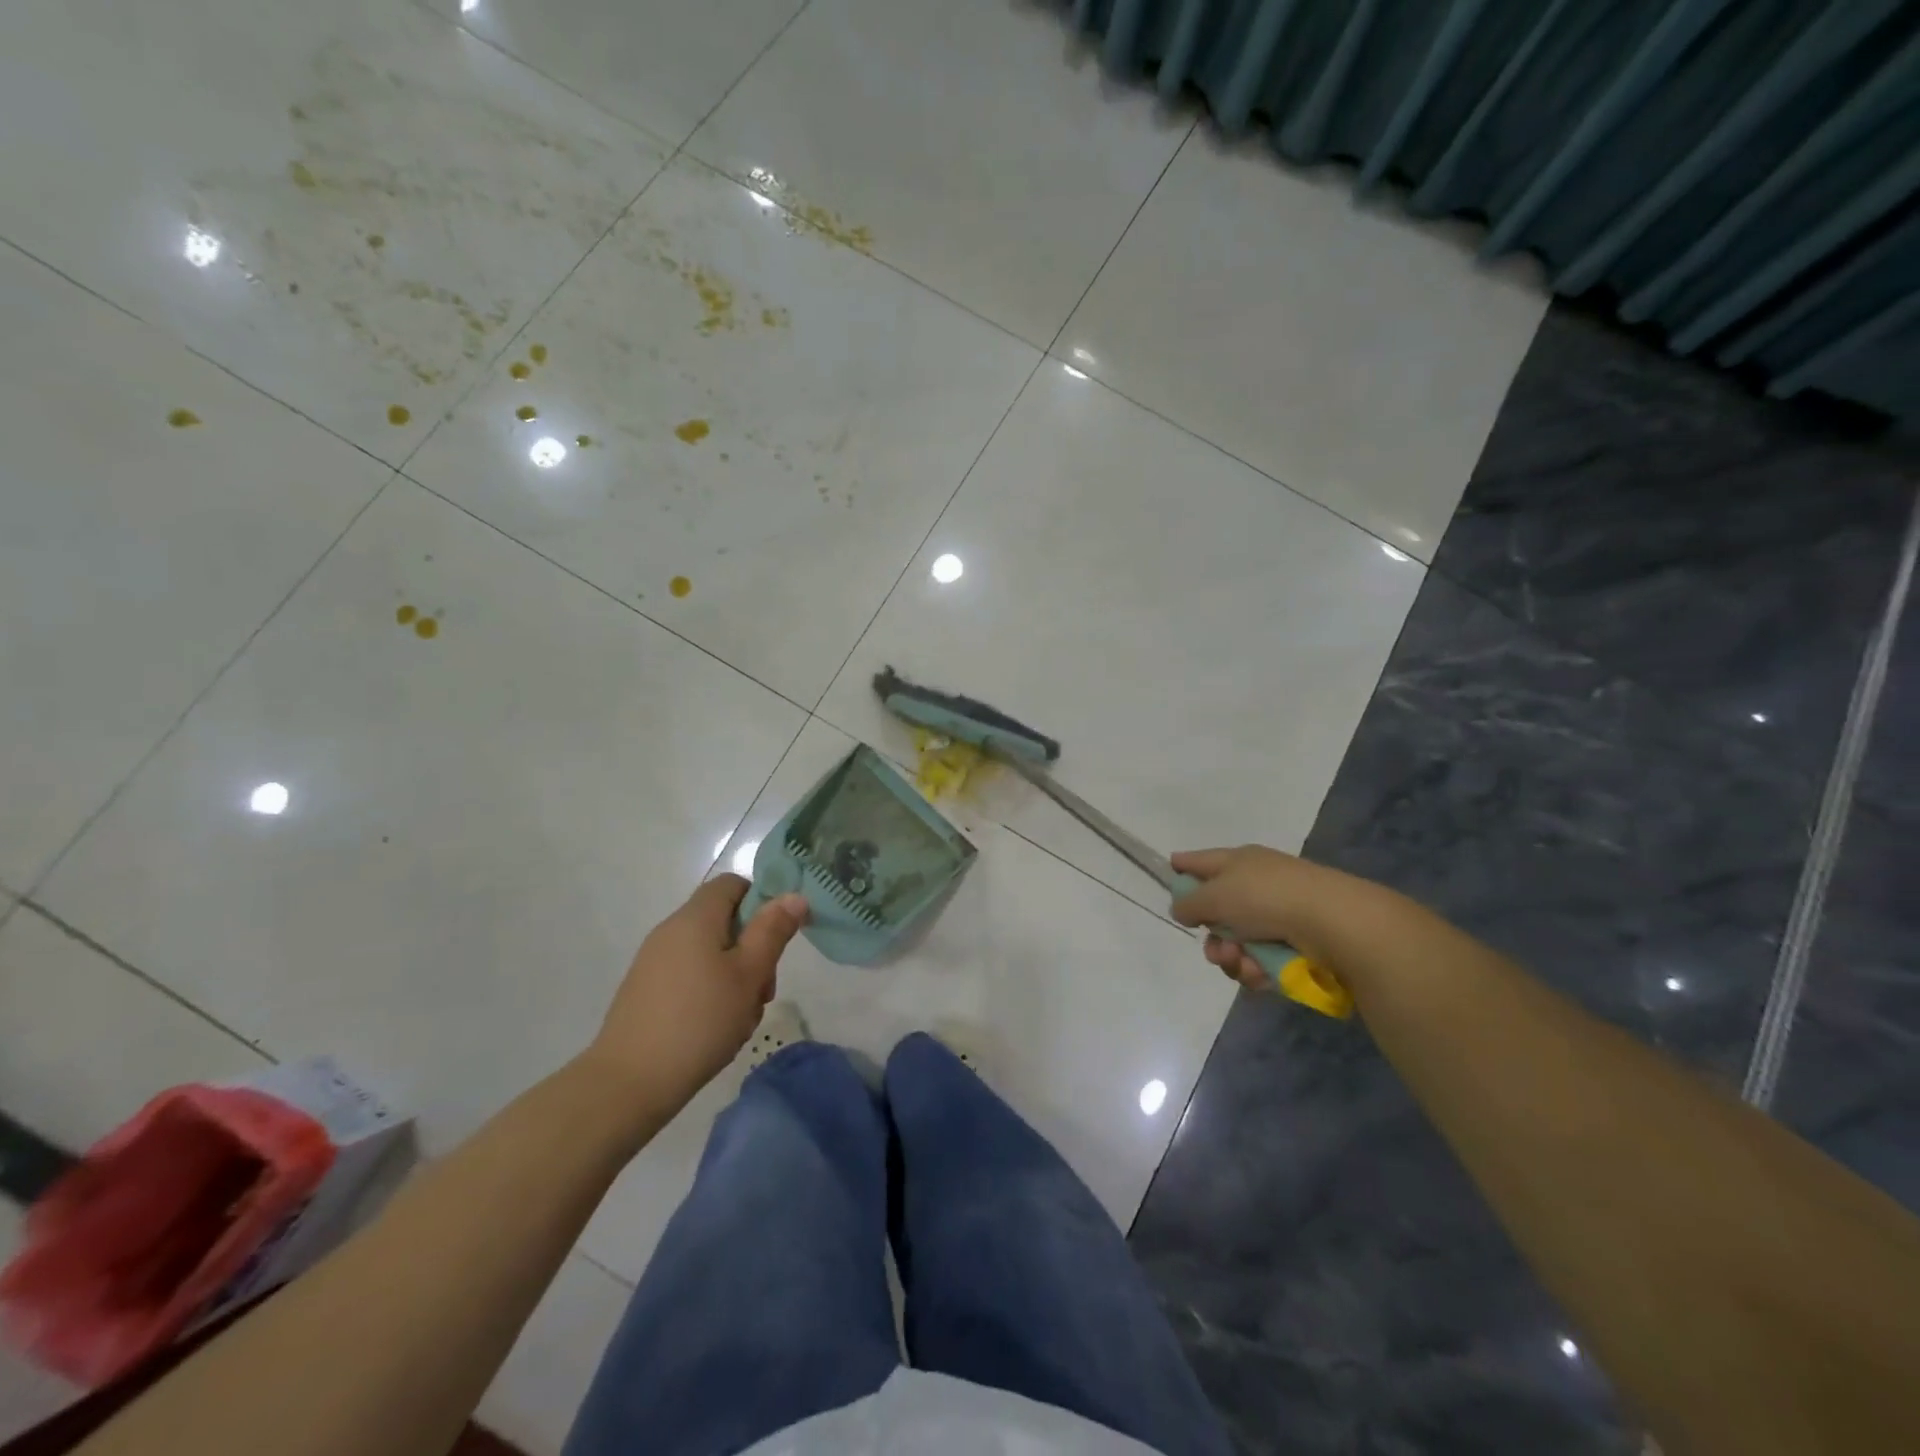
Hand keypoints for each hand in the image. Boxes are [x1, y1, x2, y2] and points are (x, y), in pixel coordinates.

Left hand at [583, 876, 808, 1110]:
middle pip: (725, 922)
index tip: (778, 937)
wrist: (628, 1083)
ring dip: (735, 978)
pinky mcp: (646, 991)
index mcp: (695, 918)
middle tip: (763, 991)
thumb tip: (793, 895)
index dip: (762, 901)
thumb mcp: (749, 974)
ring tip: (741, 1019)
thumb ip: (772, 931)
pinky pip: (690, 977)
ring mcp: (654, 962)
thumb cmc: (699, 1021)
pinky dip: (711, 994)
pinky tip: (717, 1030)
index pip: (733, 884)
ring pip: (711, 954)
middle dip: (753, 951)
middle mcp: (671, 931)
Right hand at [1169, 845, 1385, 992]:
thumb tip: (1182, 909)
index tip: (1169, 873)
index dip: (1183, 866)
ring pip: (1237, 942)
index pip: (1201, 860)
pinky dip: (1256, 970)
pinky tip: (1260, 974)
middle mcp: (1257, 885)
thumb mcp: (1215, 896)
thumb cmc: (1267, 898)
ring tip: (1242, 964)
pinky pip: (1261, 960)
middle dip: (1211, 936)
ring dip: (1233, 958)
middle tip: (1216, 950)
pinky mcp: (1295, 944)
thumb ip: (1189, 903)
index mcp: (1238, 862)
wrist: (1333, 923)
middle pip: (1217, 911)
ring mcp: (1277, 915)